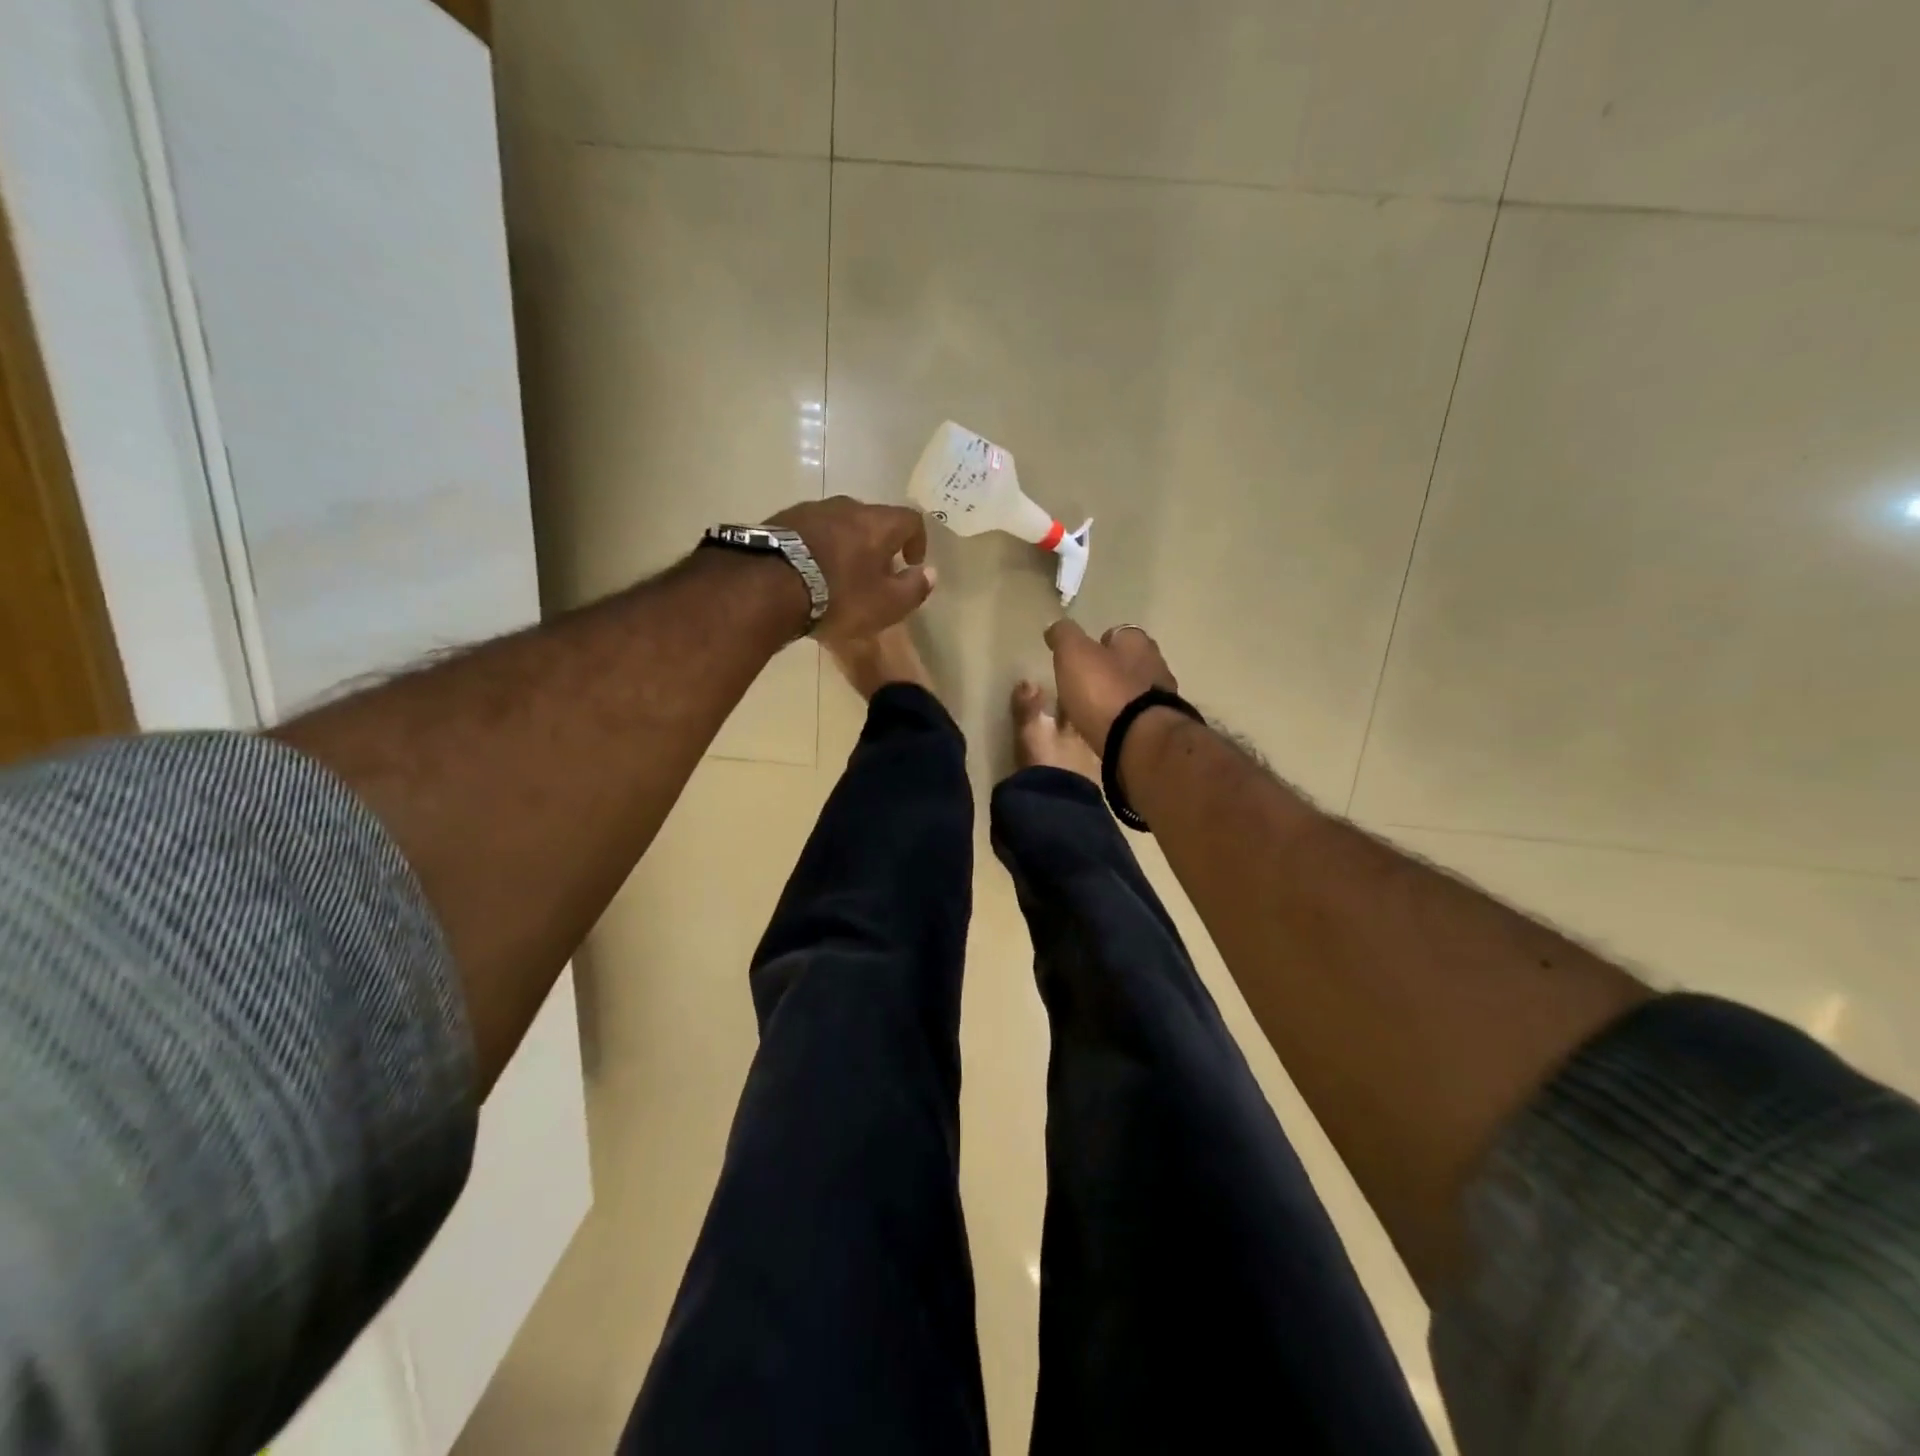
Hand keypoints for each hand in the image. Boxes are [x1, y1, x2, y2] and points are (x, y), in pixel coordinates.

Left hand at [766, 497, 936, 641]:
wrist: (766, 586)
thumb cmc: (838, 596)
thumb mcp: (886, 604)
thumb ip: (914, 588)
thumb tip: (929, 573)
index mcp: (877, 523)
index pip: (910, 520)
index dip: (917, 541)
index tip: (912, 563)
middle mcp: (846, 507)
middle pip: (872, 519)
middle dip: (878, 544)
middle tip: (875, 573)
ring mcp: (809, 510)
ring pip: (838, 524)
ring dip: (845, 545)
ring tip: (838, 574)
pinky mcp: (779, 521)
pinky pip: (809, 532)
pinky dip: (817, 548)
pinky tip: (808, 573)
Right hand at [1043, 620, 1178, 753]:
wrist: (1139, 741)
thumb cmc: (1104, 690)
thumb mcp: (1074, 654)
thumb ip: (1064, 636)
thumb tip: (1055, 626)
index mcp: (1137, 642)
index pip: (1117, 634)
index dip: (1098, 643)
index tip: (1080, 657)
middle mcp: (1156, 665)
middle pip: (1126, 664)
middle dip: (1106, 674)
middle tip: (1081, 688)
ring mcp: (1162, 699)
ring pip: (1131, 693)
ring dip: (1113, 700)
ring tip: (1088, 715)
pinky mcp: (1159, 729)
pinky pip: (1134, 720)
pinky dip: (1120, 723)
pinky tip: (1104, 732)